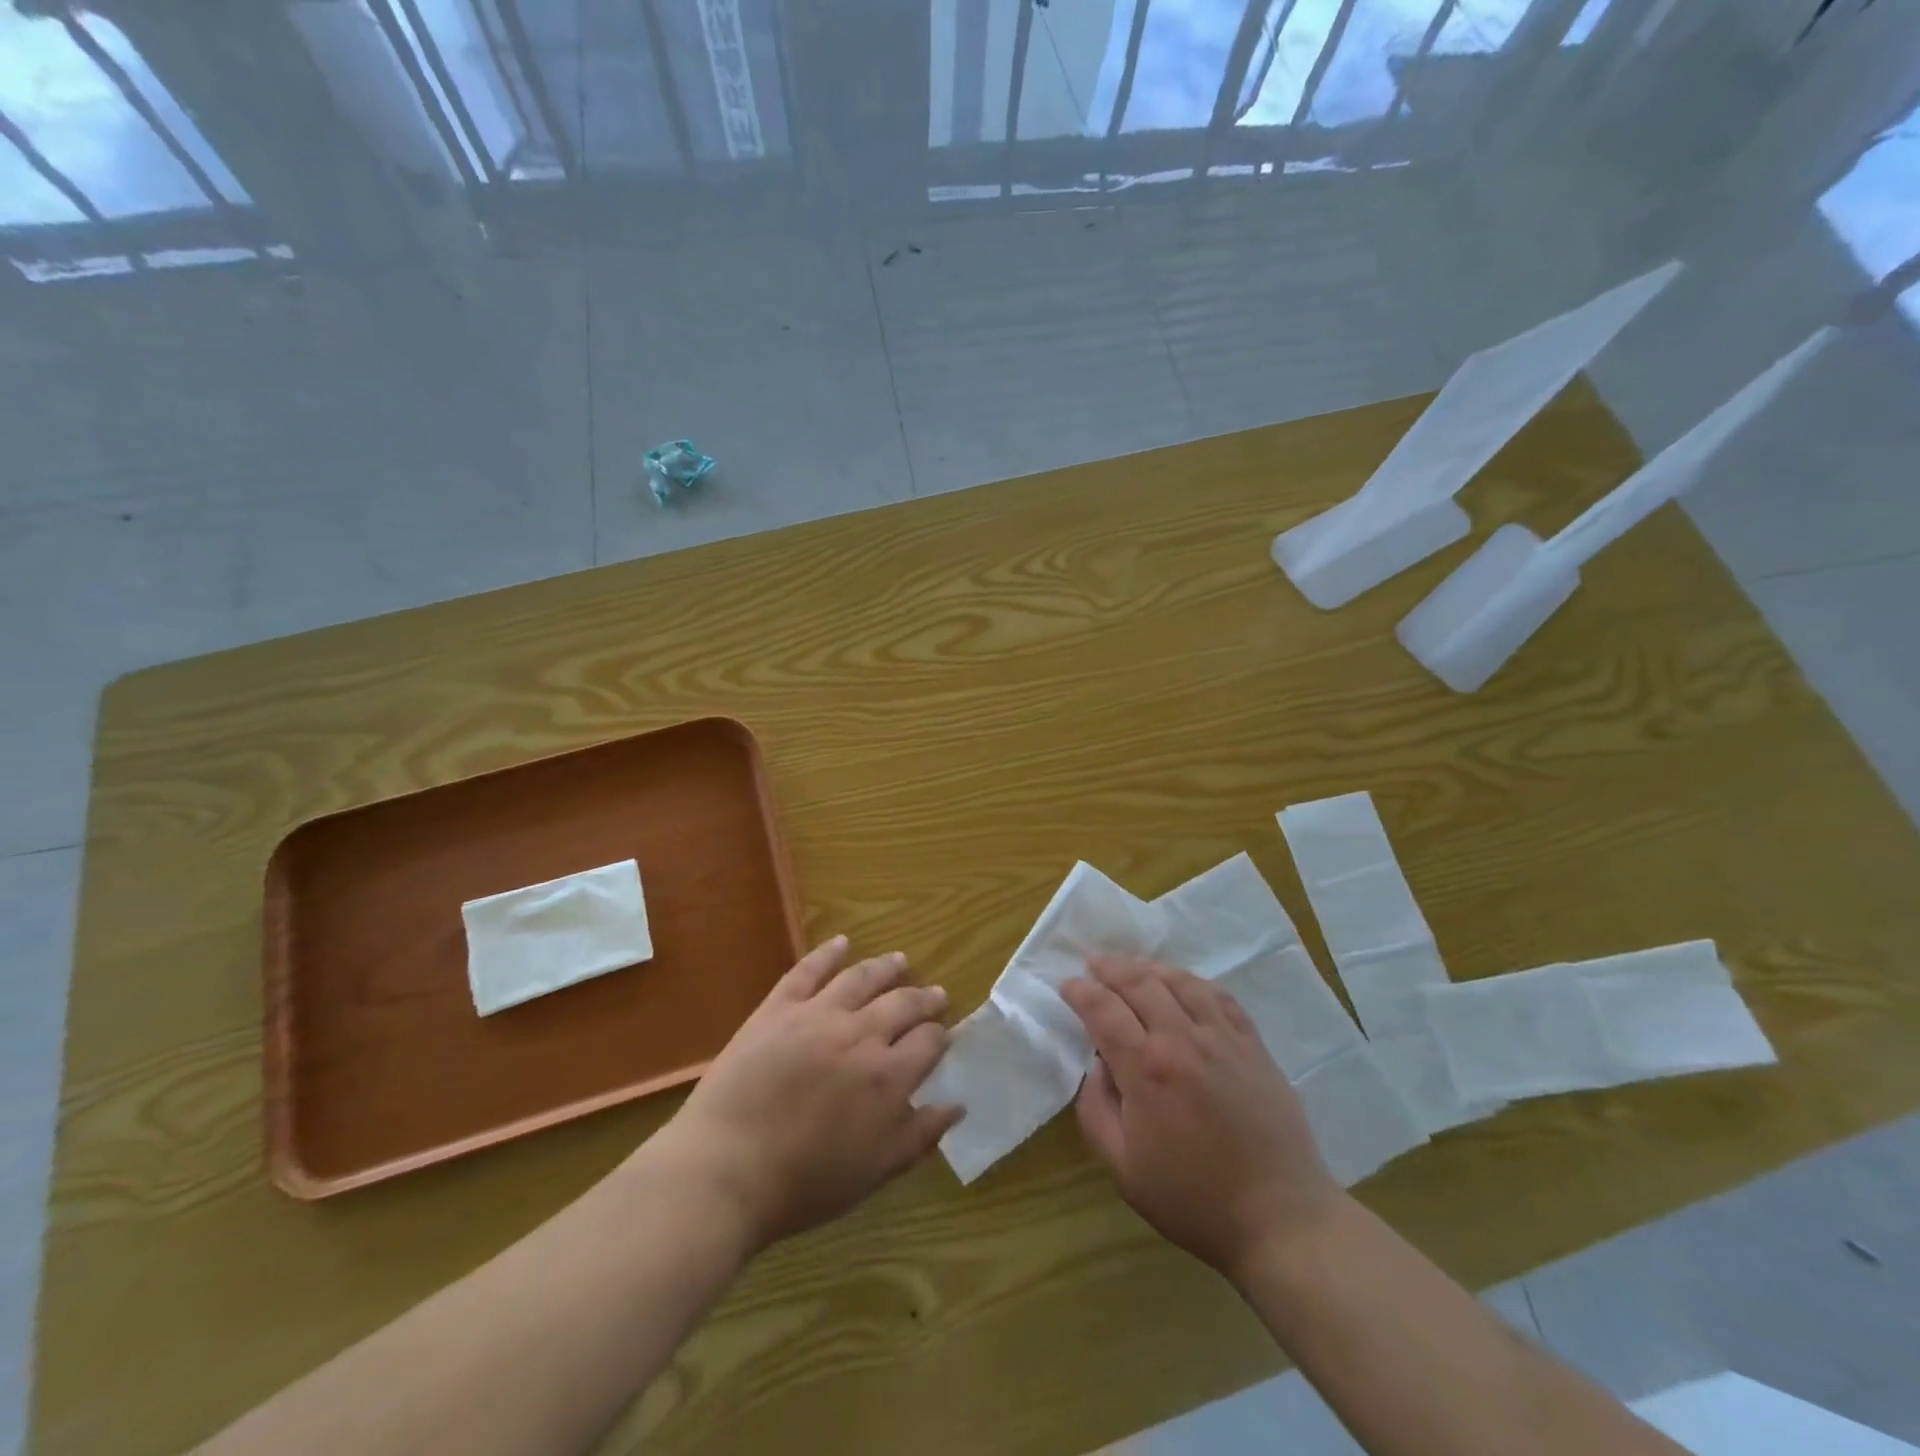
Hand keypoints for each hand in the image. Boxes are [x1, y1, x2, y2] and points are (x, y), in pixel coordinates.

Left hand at [648, 936, 961, 1252]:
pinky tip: (842, 941)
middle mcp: (861, 1035)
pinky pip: (808, 970)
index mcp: (888, 1077)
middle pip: (902, 1004)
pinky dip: (827, 952)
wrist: (726, 1169)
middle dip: (924, 998)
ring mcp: (818, 1015)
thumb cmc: (803, 1183)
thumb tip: (957, 1105)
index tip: (942, 1036)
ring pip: (862, 979)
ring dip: (886, 967)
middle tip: (936, 994)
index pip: (928, 1043)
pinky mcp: (779, 1008)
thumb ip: (919, 1136)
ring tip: (901, 960)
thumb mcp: (874, 1172)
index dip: (940, 1037)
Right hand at [1061, 956, 1344, 1281]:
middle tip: (1092, 964)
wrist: (1281, 1218)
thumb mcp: (1123, 1169)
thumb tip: (1094, 1067)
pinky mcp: (1254, 1045)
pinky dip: (1194, 982)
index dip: (1081, 991)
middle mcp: (1183, 1040)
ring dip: (1149, 968)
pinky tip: (1184, 984)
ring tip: (1132, 967)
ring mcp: (1223, 1038)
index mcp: (1146, 1069)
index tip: (1067, 985)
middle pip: (1140, 983)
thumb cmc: (1194, 1200)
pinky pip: (1220, 996)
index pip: (1103, 1010)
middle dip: (1110, 969)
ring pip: (1180, 981)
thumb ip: (1095, 1111)